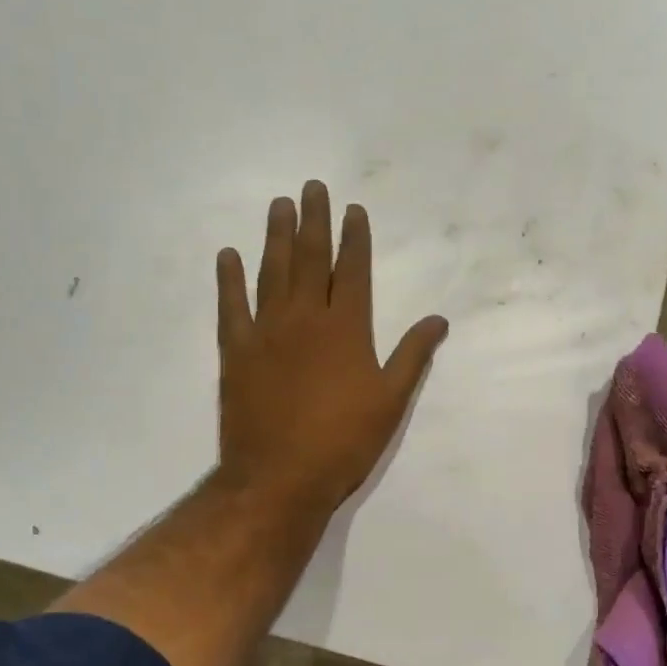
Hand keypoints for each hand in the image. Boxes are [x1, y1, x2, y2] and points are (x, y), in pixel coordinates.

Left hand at [216, 181, 448, 511]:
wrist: (279, 477)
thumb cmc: (343, 441)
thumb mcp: (391, 401)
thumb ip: (412, 355)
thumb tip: (438, 320)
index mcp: (346, 328)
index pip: (352, 270)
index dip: (355, 238)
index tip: (353, 209)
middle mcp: (305, 318)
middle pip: (311, 259)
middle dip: (314, 221)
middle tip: (312, 188)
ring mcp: (266, 332)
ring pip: (272, 272)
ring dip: (276, 237)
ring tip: (279, 206)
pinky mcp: (236, 351)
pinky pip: (230, 306)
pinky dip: (229, 279)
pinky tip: (228, 255)